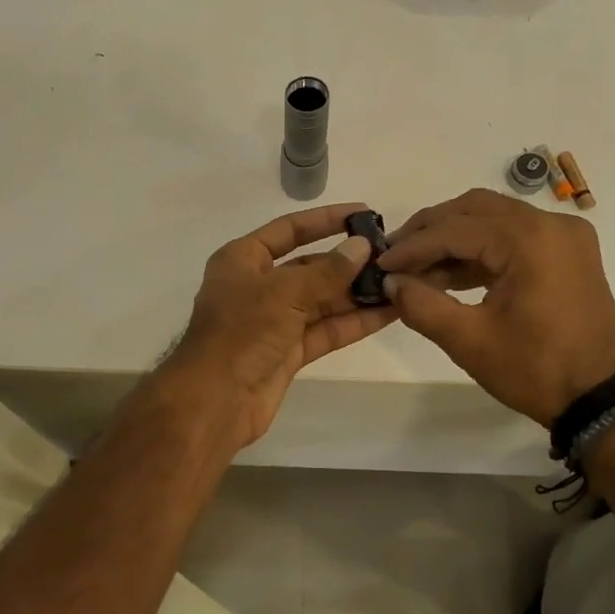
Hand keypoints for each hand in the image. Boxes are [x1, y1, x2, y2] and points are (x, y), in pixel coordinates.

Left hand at [163, 203, 395, 448]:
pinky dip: (353, 322)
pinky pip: (326, 330)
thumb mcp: (284, 293)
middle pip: (309, 267)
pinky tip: (388, 313)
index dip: (325, 220)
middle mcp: (258, 287)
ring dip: (356, 294)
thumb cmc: (241, 332)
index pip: (288, 230)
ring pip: (322, 301)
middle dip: (348, 262)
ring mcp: (274, 321)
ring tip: (399, 283)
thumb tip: (361, 247)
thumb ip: (327, 271)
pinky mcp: (289, 352)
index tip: (363, 213)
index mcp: (242, 260)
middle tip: (391, 257)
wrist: (216, 400)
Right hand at [377, 188, 614, 426]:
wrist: (601, 399)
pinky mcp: (570, 254)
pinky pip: (516, 237)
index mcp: (528, 239)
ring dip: (455, 238)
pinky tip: (451, 274)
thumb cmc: (535, 369)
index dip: (412, 246)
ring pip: (495, 219)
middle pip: (475, 208)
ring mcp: (565, 237)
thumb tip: (389, 282)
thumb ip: (421, 304)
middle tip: (396, 253)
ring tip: (418, 267)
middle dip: (432, 230)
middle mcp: (551, 224)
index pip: (455, 229)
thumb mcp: (469, 340)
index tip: (380, 263)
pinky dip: (482, 250)